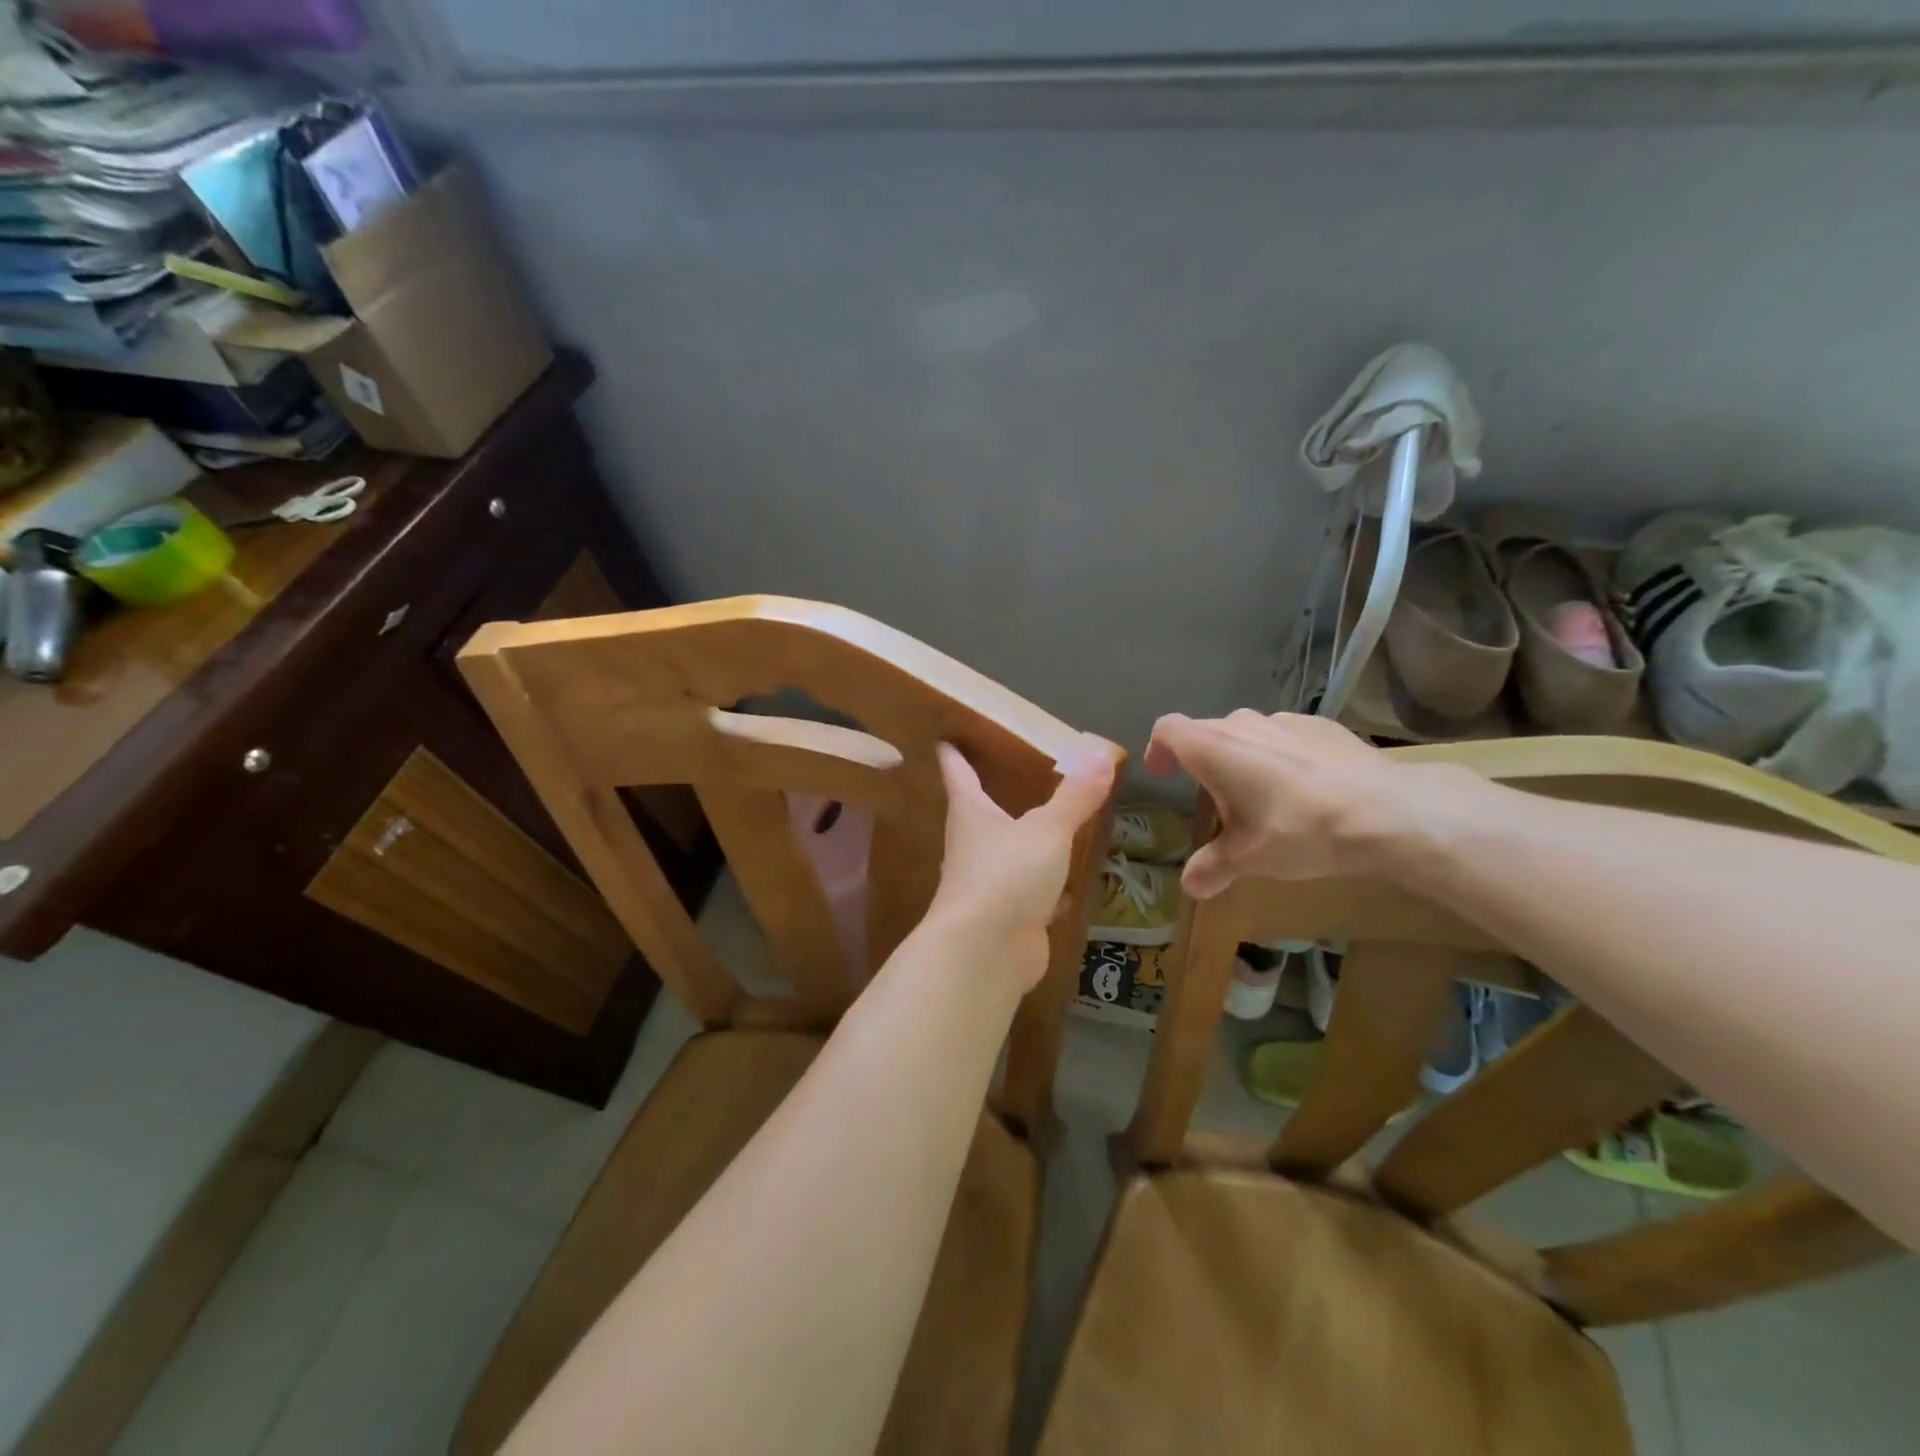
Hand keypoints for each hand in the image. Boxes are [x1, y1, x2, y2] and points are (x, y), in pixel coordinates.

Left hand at [931, 735, 1116, 991]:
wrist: (986, 952)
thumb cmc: (1006, 875)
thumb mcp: (1048, 830)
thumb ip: (1075, 796)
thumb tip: (1101, 753)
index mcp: (971, 814)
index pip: (958, 774)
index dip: (953, 755)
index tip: (944, 739)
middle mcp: (972, 846)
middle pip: (978, 814)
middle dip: (990, 797)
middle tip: (1009, 776)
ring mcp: (987, 884)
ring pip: (1005, 854)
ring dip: (1022, 842)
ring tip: (1045, 825)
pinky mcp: (1007, 917)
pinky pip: (1028, 892)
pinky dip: (1045, 886)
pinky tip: (1066, 885)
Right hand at [1145, 710, 1462, 897]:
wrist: (1386, 811)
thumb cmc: (1299, 829)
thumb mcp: (1248, 857)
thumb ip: (1212, 867)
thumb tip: (1189, 887)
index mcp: (1213, 748)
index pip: (1167, 729)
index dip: (1158, 749)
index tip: (1162, 774)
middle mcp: (1242, 724)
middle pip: (1207, 733)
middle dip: (1203, 763)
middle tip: (1215, 803)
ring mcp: (1285, 721)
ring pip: (1248, 734)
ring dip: (1242, 758)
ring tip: (1262, 798)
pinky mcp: (1322, 726)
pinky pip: (1286, 737)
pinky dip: (1281, 757)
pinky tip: (1306, 790)